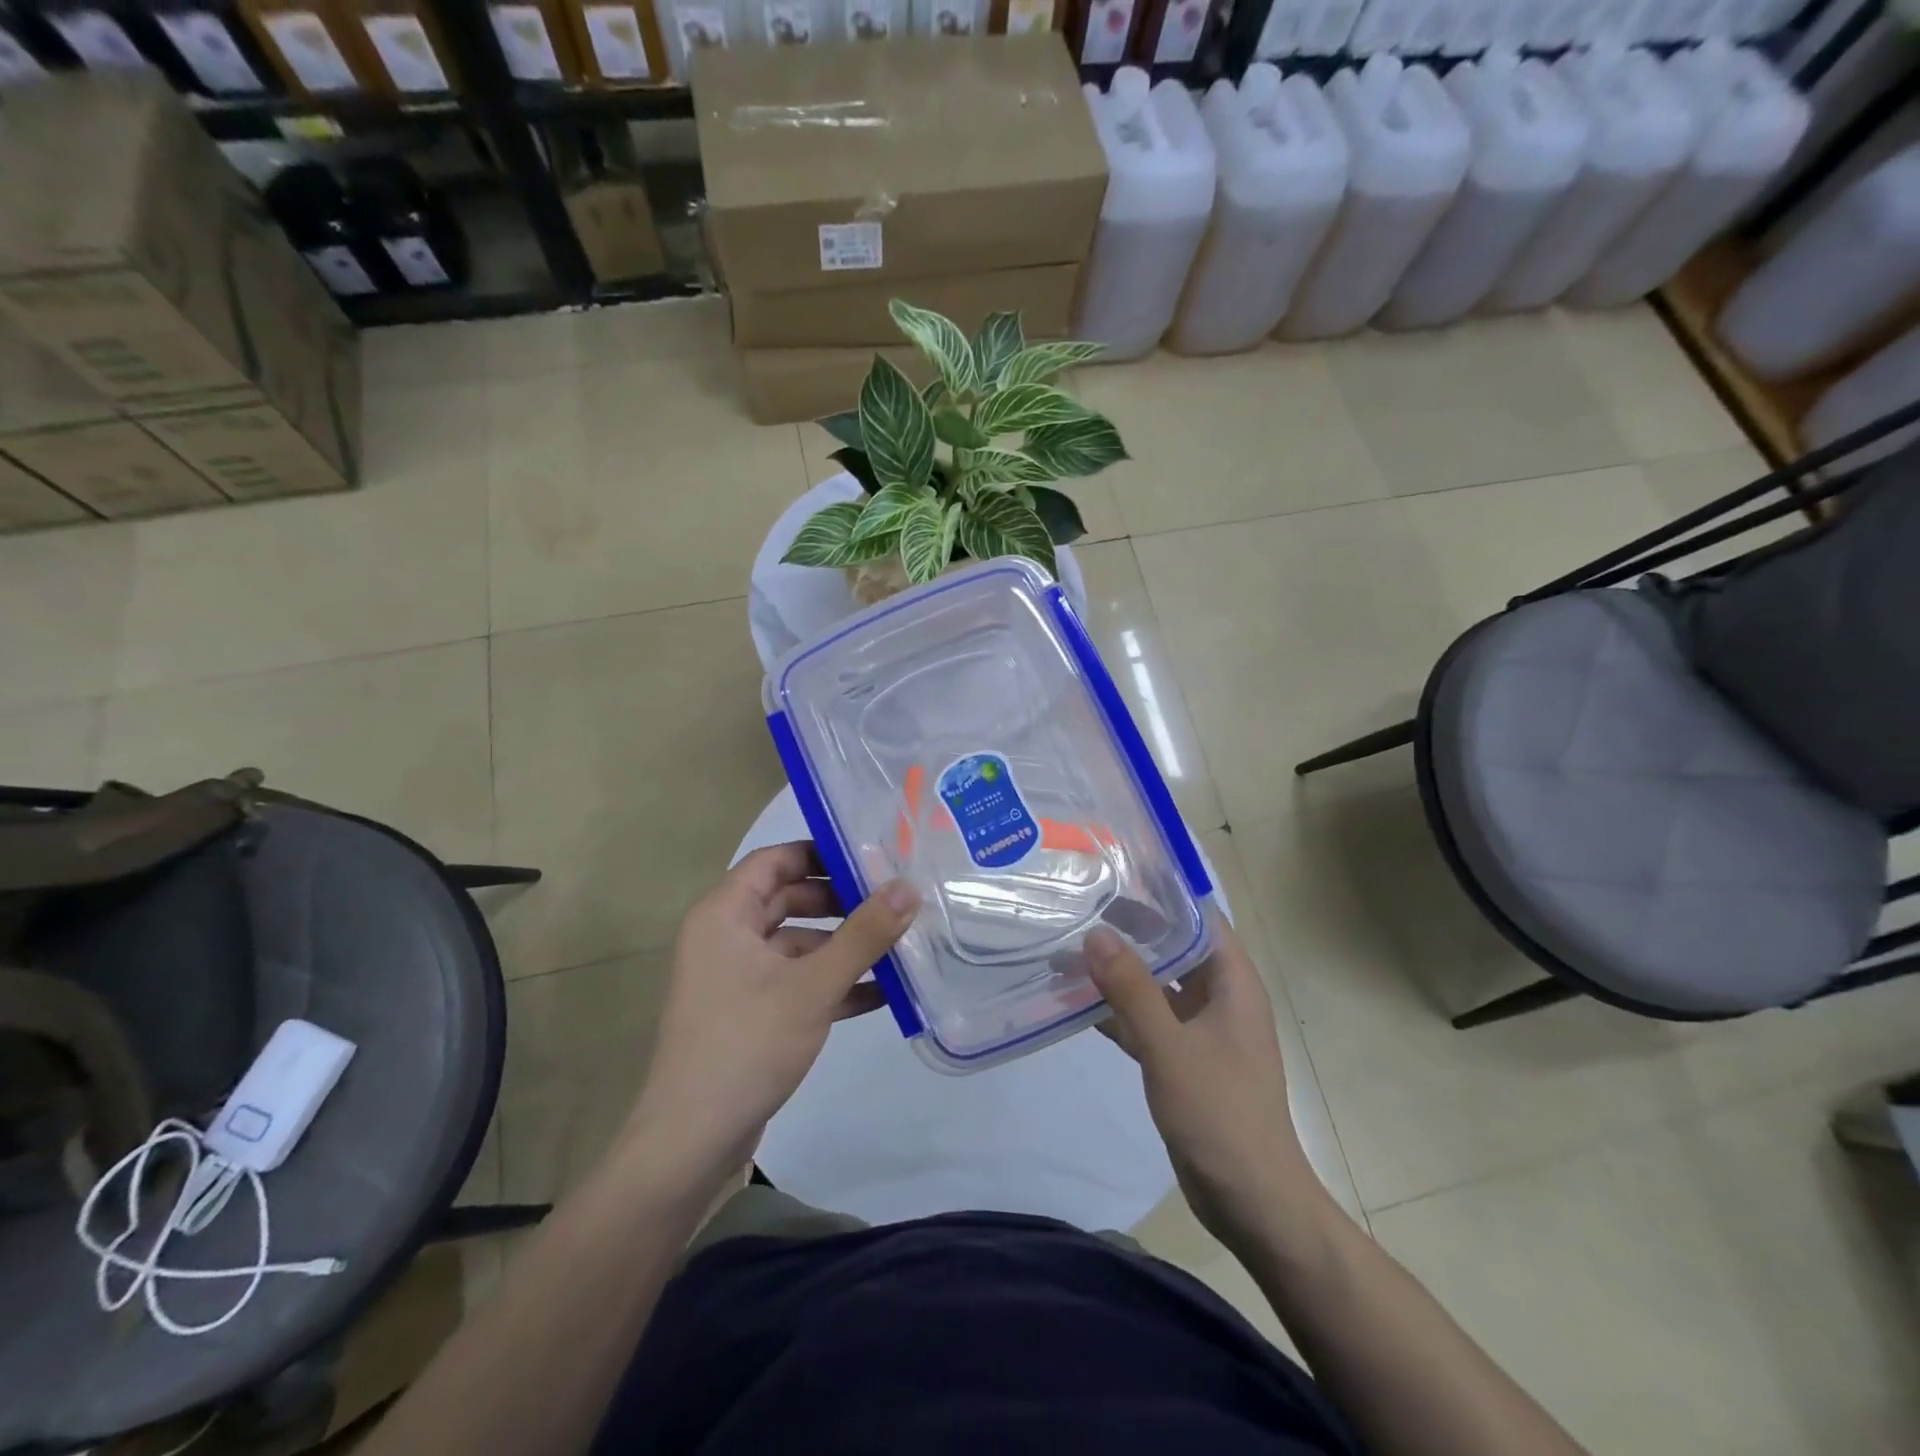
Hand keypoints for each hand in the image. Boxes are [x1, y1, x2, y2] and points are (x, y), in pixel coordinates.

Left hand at [623, 843, 918, 1193]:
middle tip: (893, 898)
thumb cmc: (747, 1044)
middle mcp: (725, 937)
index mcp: (724, 915)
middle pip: (789, 900)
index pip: (775, 860)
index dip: (821, 853)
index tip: (871, 856)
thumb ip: (864, 934)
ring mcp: (736, 978)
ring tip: (898, 943)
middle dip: (841, 901)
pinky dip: (831, 983)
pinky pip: (795, 982)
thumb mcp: (813, 985)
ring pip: (797, 944)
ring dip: (842, 946)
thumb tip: (908, 886)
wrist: (692, 1141)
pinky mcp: (749, 1013)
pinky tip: (881, 992)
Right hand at [1086, 915, 1322, 1246]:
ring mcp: (1204, 1030)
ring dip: (1122, 971)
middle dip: (1132, 930)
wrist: (1252, 1201)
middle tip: (1082, 906)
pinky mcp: (1186, 1059)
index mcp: (1233, 983)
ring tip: (1072, 946)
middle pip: (1176, 947)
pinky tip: (1079, 1002)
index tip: (1116, 874)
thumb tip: (1096, 934)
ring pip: (1159, 985)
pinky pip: (1150, 1020)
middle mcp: (1221, 998)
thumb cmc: (1220, 1114)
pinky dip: (1120, 1010)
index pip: (1200, 918)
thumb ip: (1132, 990)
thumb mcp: (1170, 1047)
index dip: (1163, 893)